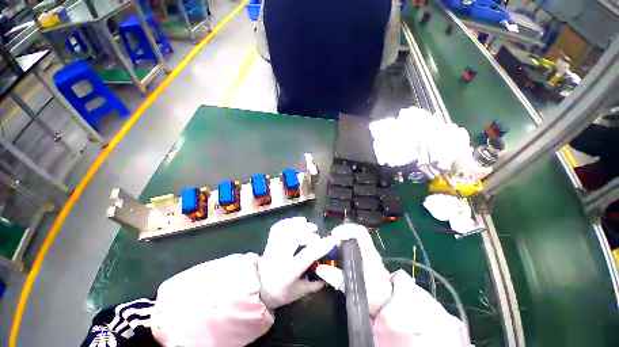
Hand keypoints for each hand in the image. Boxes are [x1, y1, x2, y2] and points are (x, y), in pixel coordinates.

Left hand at [258, 217, 336, 308]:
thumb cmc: (280, 293)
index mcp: (289, 271)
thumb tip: (328, 274)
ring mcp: (273, 247)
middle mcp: (280, 256)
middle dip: (309, 232)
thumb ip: (315, 284)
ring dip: (299, 224)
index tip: (331, 240)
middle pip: (295, 237)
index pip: (307, 255)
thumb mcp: (299, 293)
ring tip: (308, 224)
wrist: (257, 289)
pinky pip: (278, 227)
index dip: (321, 246)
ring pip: (286, 229)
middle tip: (317, 234)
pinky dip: (289, 221)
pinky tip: (297, 221)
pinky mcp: (269, 242)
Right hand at [315, 223, 392, 316]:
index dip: (346, 229)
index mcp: (369, 254)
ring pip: (353, 238)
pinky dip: (342, 247)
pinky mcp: (363, 258)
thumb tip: (319, 268)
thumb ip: (337, 278)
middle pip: (355, 232)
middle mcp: (368, 250)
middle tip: (329, 241)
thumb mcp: (354, 289)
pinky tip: (335, 255)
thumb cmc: (373, 297)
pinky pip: (352, 246)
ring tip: (330, 248)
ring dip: (341, 240)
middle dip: (341, 233)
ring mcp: (367, 253)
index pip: (360, 232)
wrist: (386, 305)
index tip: (334, 235)